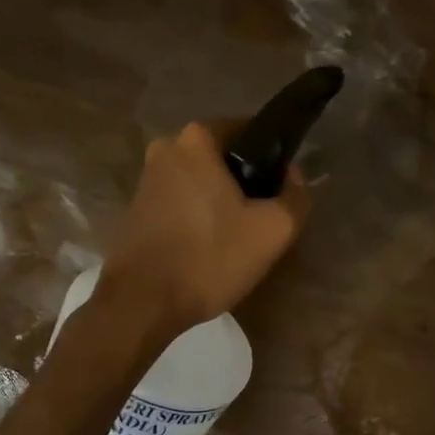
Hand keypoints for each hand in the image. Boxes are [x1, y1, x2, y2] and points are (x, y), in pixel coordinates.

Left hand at [100, 120, 311, 336]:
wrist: (142, 303)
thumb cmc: (210, 258)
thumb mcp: (273, 230)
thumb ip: (296, 195)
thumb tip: (294, 177)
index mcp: (197, 138)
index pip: (249, 131)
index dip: (274, 159)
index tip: (284, 190)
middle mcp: (166, 148)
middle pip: (224, 158)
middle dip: (247, 182)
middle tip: (265, 218)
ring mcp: (147, 179)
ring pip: (202, 181)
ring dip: (223, 202)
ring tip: (240, 237)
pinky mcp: (138, 209)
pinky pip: (182, 201)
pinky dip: (200, 216)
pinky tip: (211, 247)